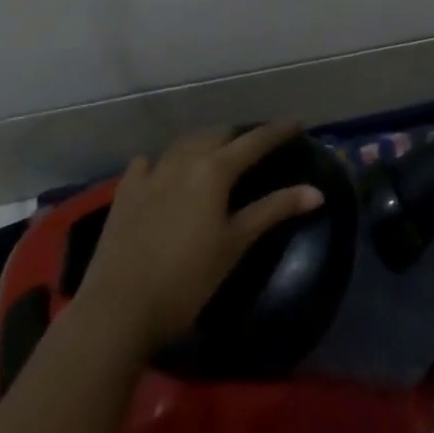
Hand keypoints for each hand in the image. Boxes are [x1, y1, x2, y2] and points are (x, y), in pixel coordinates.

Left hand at [75, 122, 323, 355]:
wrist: (117, 310)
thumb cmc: (186, 279)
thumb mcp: (235, 244)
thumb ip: (274, 210)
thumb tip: (316, 192)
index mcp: (215, 170)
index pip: (254, 142)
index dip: (277, 131)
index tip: (296, 123)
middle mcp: (184, 161)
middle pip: (217, 135)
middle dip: (239, 135)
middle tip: (255, 144)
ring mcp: (151, 174)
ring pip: (183, 144)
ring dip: (203, 142)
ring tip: (214, 151)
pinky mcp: (125, 194)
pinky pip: (146, 164)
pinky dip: (161, 162)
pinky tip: (161, 170)